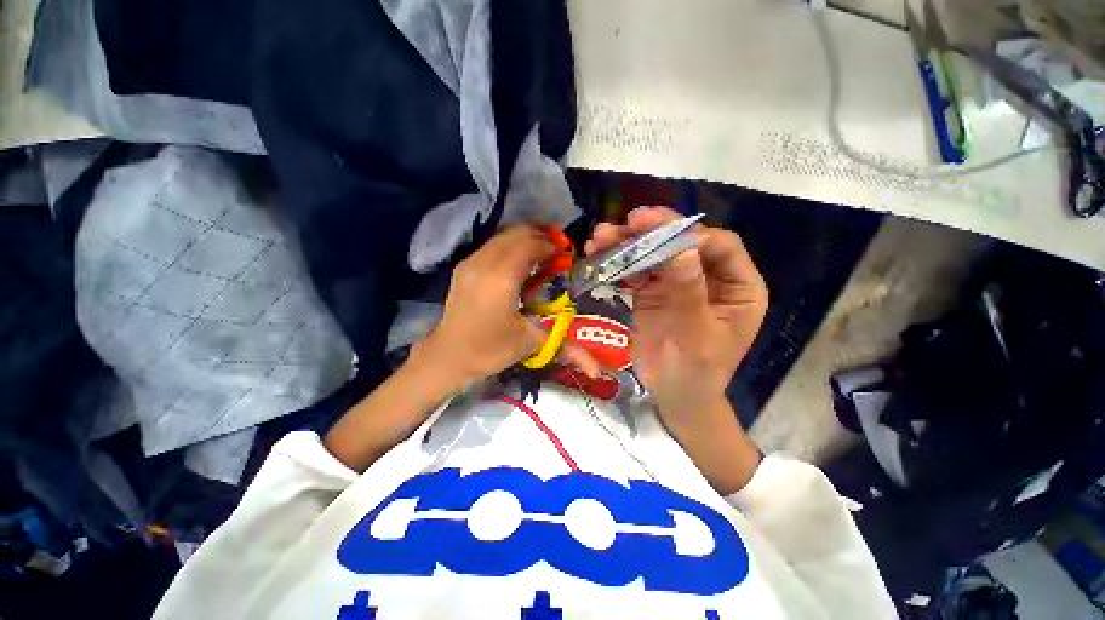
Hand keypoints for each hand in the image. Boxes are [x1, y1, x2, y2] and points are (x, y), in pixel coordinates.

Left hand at [418, 226, 598, 386]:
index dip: (549, 247)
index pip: (530, 246)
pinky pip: (491, 245)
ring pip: (502, 237)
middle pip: (516, 234)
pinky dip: (509, 247)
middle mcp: (484, 262)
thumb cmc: (488, 350)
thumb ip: (567, 348)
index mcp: (502, 278)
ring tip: (539, 257)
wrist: (446, 356)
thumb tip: (598, 371)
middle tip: (554, 254)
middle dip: (539, 238)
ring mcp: (470, 262)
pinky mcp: (464, 267)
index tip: (563, 258)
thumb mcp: (530, 344)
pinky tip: (517, 265)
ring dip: (523, 240)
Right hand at [585, 207, 767, 429]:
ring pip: (655, 253)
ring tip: (601, 236)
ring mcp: (677, 283)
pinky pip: (636, 271)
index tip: (658, 233)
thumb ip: (689, 294)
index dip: (691, 235)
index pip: (720, 246)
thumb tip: (681, 250)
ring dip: (629, 243)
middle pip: (684, 242)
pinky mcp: (652, 292)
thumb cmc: (697, 373)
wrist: (673, 397)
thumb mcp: (698, 337)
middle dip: (655, 231)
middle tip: (629, 221)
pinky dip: (618, 262)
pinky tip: (599, 253)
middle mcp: (709, 278)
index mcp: (737, 287)